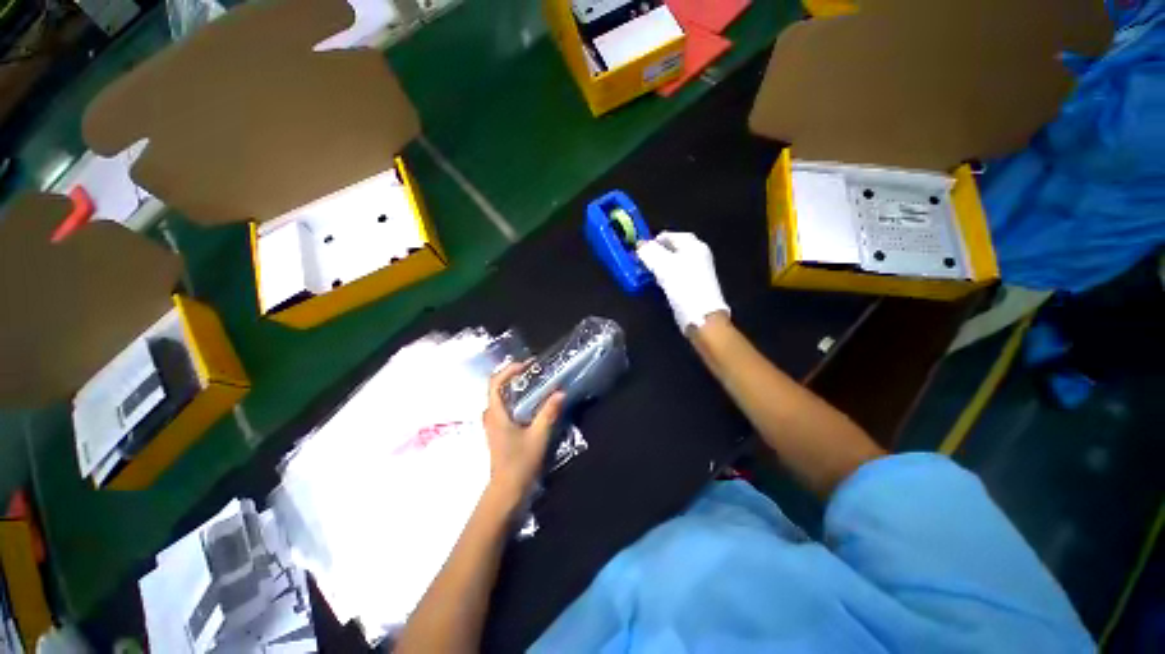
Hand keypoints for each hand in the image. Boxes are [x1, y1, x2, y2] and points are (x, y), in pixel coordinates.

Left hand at [482, 362, 564, 506]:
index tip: (527, 366)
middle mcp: (491, 417)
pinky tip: (532, 405)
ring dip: (516, 389)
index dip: (509, 370)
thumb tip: (560, 392)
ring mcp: (494, 426)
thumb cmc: (519, 463)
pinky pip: (505, 409)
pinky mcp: (499, 433)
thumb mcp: (538, 436)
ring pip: (501, 400)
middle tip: (534, 373)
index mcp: (496, 414)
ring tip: (535, 385)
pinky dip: (517, 401)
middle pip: (498, 389)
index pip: (495, 383)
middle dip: (514, 377)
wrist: (507, 491)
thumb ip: (549, 413)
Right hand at [637, 231, 729, 332]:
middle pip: (674, 249)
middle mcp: (698, 255)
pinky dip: (666, 277)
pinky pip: (676, 276)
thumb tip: (640, 245)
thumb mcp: (663, 265)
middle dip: (657, 253)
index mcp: (693, 245)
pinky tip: (657, 284)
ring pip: (674, 263)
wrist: (701, 315)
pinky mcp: (694, 285)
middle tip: (642, 261)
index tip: (640, 249)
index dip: (654, 240)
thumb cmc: (683, 285)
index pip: (671, 235)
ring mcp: (697, 271)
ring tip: (646, 272)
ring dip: (660, 266)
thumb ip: (650, 252)